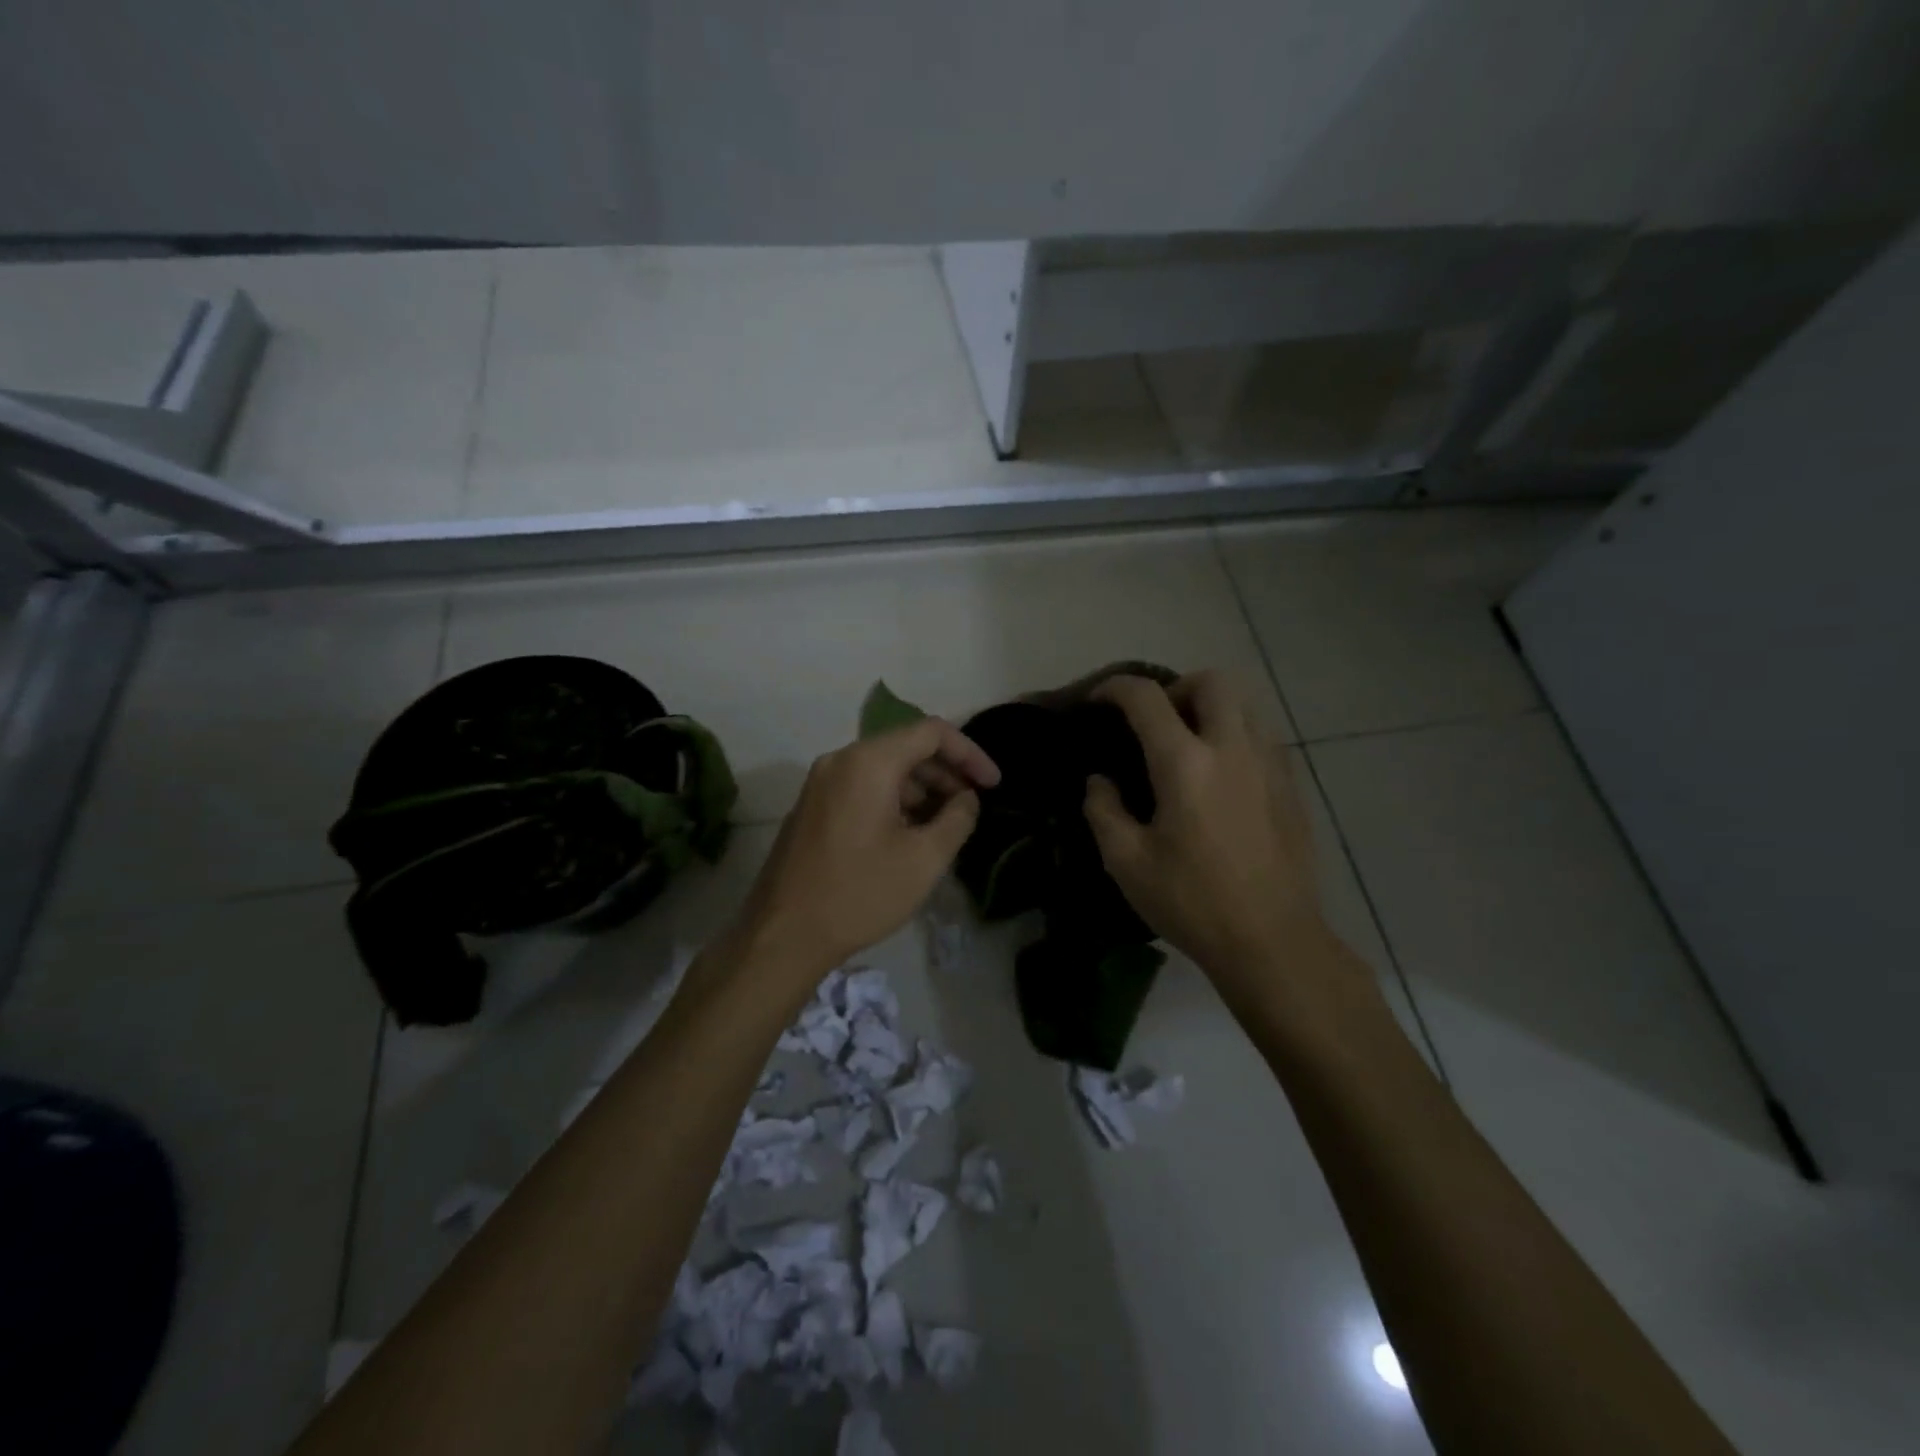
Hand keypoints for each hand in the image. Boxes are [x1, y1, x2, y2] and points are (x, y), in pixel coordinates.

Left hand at [736, 718, 999, 978]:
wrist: (783, 935)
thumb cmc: (860, 893)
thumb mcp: (924, 859)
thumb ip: (957, 818)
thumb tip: (966, 798)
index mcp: (869, 762)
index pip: (932, 732)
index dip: (970, 753)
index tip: (993, 785)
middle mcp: (840, 760)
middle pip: (906, 747)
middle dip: (945, 773)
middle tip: (972, 807)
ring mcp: (820, 783)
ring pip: (883, 769)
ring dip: (920, 789)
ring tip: (945, 826)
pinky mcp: (811, 807)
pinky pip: (862, 787)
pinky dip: (893, 800)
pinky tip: (909, 834)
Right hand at [1082, 672, 1334, 996]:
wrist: (1272, 941)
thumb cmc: (1192, 902)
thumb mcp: (1126, 862)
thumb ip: (1103, 810)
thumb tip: (1100, 781)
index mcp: (1185, 763)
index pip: (1147, 698)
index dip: (1116, 688)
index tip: (1099, 701)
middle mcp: (1232, 749)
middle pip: (1212, 681)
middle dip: (1177, 687)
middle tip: (1157, 721)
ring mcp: (1270, 765)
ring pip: (1246, 704)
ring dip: (1212, 708)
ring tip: (1190, 745)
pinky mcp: (1292, 786)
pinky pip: (1264, 736)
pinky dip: (1236, 736)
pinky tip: (1222, 777)